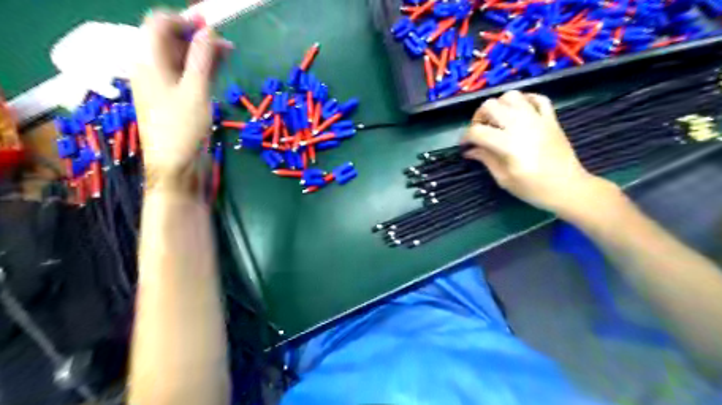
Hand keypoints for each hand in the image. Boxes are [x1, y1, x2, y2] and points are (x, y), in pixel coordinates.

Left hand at [129, 9, 230, 194]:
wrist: (176, 166)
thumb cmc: (183, 128)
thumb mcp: (195, 90)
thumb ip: (202, 57)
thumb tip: (208, 30)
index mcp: (147, 60)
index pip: (159, 23)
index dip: (184, 19)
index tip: (211, 25)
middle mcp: (151, 68)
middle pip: (171, 40)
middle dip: (198, 37)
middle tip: (226, 44)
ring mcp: (162, 85)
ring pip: (181, 58)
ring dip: (202, 54)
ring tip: (228, 55)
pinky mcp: (174, 99)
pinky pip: (185, 75)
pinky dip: (201, 69)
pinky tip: (217, 71)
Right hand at [462, 90, 613, 216]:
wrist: (569, 188)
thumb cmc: (533, 188)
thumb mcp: (504, 179)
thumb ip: (486, 159)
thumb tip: (470, 151)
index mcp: (507, 143)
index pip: (477, 131)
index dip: (465, 137)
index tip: (464, 146)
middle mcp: (520, 125)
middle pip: (490, 105)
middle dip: (479, 117)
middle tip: (480, 131)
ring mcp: (537, 118)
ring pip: (511, 95)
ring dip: (500, 105)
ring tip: (498, 119)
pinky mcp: (550, 118)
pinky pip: (537, 98)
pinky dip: (525, 100)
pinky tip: (519, 111)